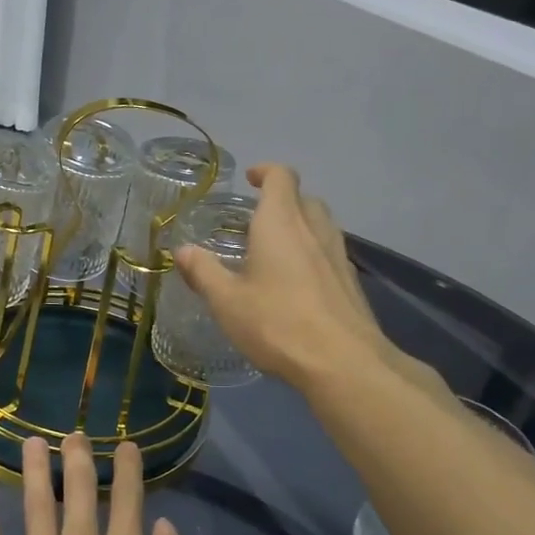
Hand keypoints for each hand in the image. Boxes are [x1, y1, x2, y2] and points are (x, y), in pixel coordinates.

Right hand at [175, 165, 450, 400]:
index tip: (250, 179)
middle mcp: (314, 230)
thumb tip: (183, 250)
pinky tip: (299, 283)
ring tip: (277, 250)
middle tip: (258, 219)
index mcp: (280, 224)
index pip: (281, 177)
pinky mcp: (351, 282)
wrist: (343, 362)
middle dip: (282, 200)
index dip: (266, 172)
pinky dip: (314, 253)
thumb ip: (203, 272)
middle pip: (304, 198)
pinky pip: (330, 253)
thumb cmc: (277, 324)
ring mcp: (339, 255)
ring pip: (322, 225)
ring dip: (301, 226)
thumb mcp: (227, 301)